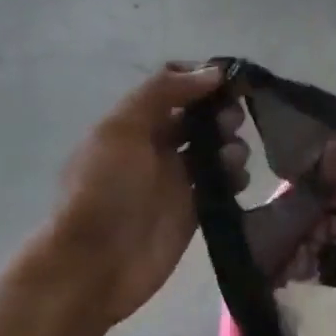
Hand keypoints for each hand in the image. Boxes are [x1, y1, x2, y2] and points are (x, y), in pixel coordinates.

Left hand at [37, 65, 247, 325]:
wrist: (97, 262)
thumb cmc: (105, 190)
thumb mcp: (122, 130)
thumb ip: (164, 94)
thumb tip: (212, 73)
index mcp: (132, 123)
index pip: (172, 88)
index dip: (200, 81)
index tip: (229, 81)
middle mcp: (155, 147)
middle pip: (198, 118)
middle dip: (220, 113)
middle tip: (232, 121)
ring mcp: (176, 180)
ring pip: (215, 150)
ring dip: (231, 146)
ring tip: (233, 158)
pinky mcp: (195, 210)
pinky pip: (222, 184)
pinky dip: (234, 178)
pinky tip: (237, 181)